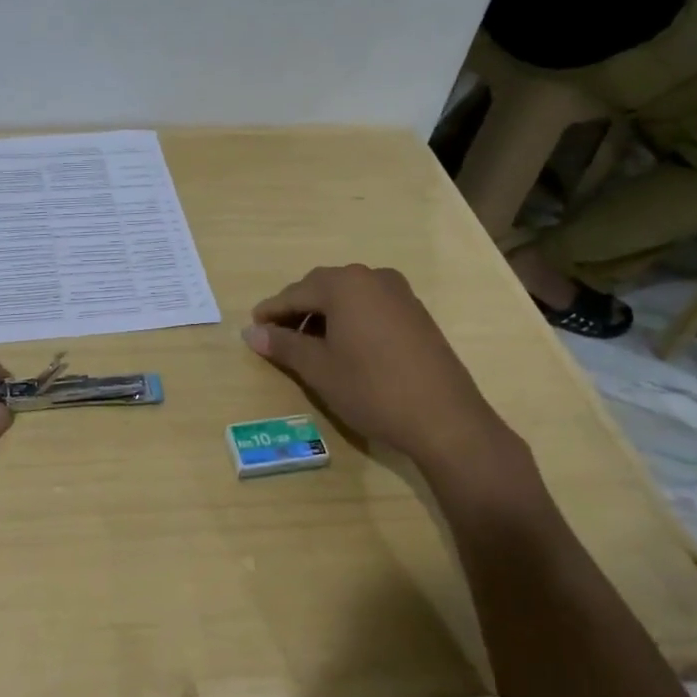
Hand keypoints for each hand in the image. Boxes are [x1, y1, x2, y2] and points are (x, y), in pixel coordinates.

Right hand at [243, 264, 519, 472]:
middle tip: (277, 335)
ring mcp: (400, 293)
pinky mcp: (416, 313)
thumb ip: (283, 345)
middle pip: (322, 288)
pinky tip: (344, 346)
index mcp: (345, 285)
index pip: (295, 293)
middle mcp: (372, 278)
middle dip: (297, 309)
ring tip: (308, 345)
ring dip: (324, 314)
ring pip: (348, 296)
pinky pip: (370, 306)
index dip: (271, 311)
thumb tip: (251, 332)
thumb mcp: (319, 369)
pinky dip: (350, 319)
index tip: (252, 327)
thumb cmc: (372, 389)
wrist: (445, 419)